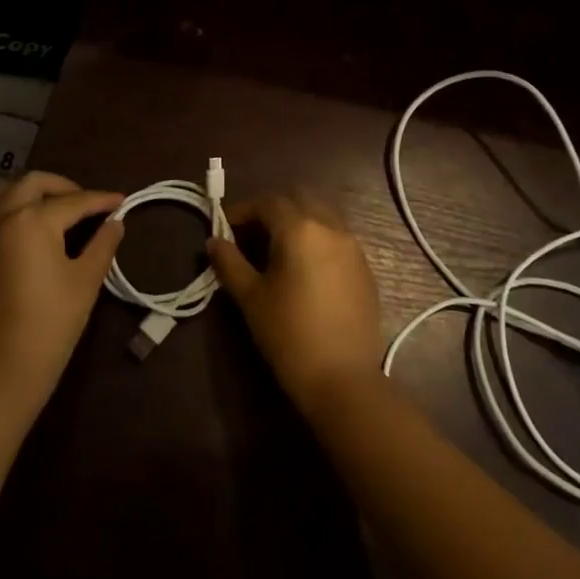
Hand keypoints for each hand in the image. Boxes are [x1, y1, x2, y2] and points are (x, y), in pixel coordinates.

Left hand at [0, 171, 124, 410]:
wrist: (8, 365)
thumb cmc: (54, 320)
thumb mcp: (87, 279)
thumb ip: (103, 243)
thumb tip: (116, 221)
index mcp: (33, 220)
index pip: (74, 201)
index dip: (102, 200)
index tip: (123, 200)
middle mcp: (4, 217)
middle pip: (34, 183)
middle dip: (64, 186)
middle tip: (88, 203)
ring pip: (5, 191)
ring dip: (32, 190)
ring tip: (56, 206)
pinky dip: (12, 205)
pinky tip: (31, 224)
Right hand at [206, 190, 382, 408]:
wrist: (343, 379)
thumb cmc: (289, 335)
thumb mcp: (250, 297)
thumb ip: (229, 262)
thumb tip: (214, 241)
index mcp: (300, 229)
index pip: (267, 203)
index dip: (243, 211)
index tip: (225, 229)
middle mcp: (331, 227)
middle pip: (299, 199)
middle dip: (273, 210)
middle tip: (251, 235)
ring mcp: (353, 247)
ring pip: (323, 215)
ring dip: (298, 221)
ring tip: (278, 251)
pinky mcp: (366, 268)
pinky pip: (338, 238)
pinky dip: (318, 239)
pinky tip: (305, 269)